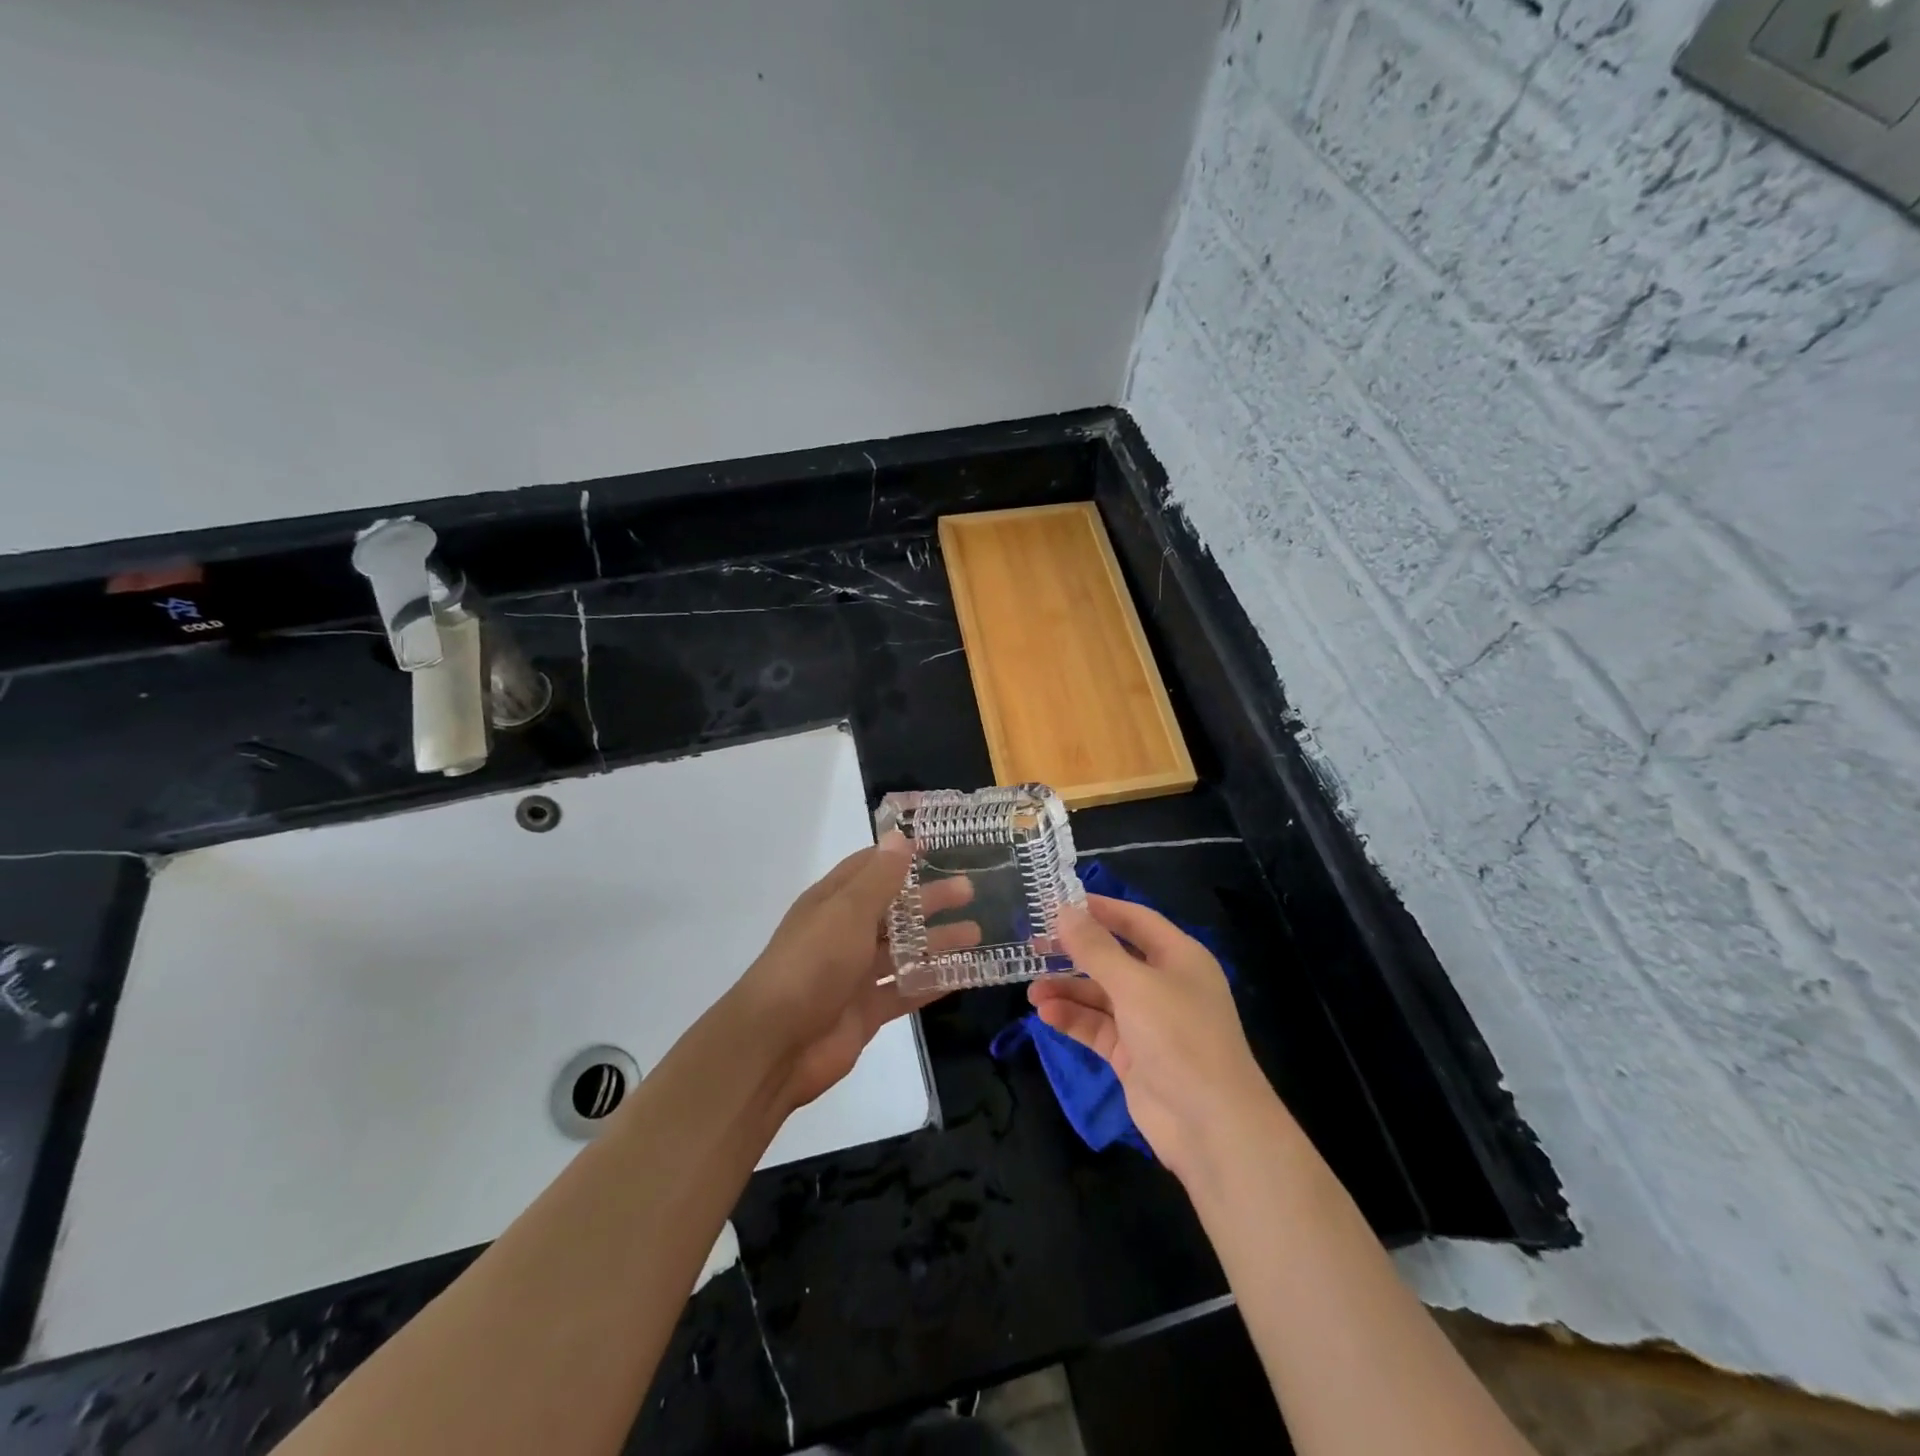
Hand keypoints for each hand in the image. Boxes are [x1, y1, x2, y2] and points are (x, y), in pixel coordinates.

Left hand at [729, 832, 977, 1112]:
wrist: (776, 1044)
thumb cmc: (812, 964)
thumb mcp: (847, 912)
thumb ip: (879, 879)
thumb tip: (899, 837)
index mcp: (833, 903)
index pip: (869, 868)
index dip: (899, 856)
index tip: (937, 847)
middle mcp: (844, 933)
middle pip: (893, 909)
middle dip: (929, 898)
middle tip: (969, 890)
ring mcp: (856, 974)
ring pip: (904, 950)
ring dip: (937, 940)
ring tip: (976, 933)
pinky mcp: (867, 1010)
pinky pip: (906, 990)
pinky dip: (933, 981)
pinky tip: (965, 974)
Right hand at [1028, 894, 1270, 1182]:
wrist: (1211, 1126)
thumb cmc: (1180, 1037)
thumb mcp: (1134, 985)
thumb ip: (1095, 948)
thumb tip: (1064, 911)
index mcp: (1179, 957)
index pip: (1135, 920)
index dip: (1099, 909)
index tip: (1057, 902)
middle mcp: (1165, 984)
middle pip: (1114, 957)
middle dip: (1075, 952)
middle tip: (1034, 944)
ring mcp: (1149, 1022)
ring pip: (1101, 995)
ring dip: (1068, 989)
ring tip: (1032, 989)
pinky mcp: (1133, 1055)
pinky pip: (1098, 1027)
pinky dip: (1073, 1019)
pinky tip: (1046, 1013)